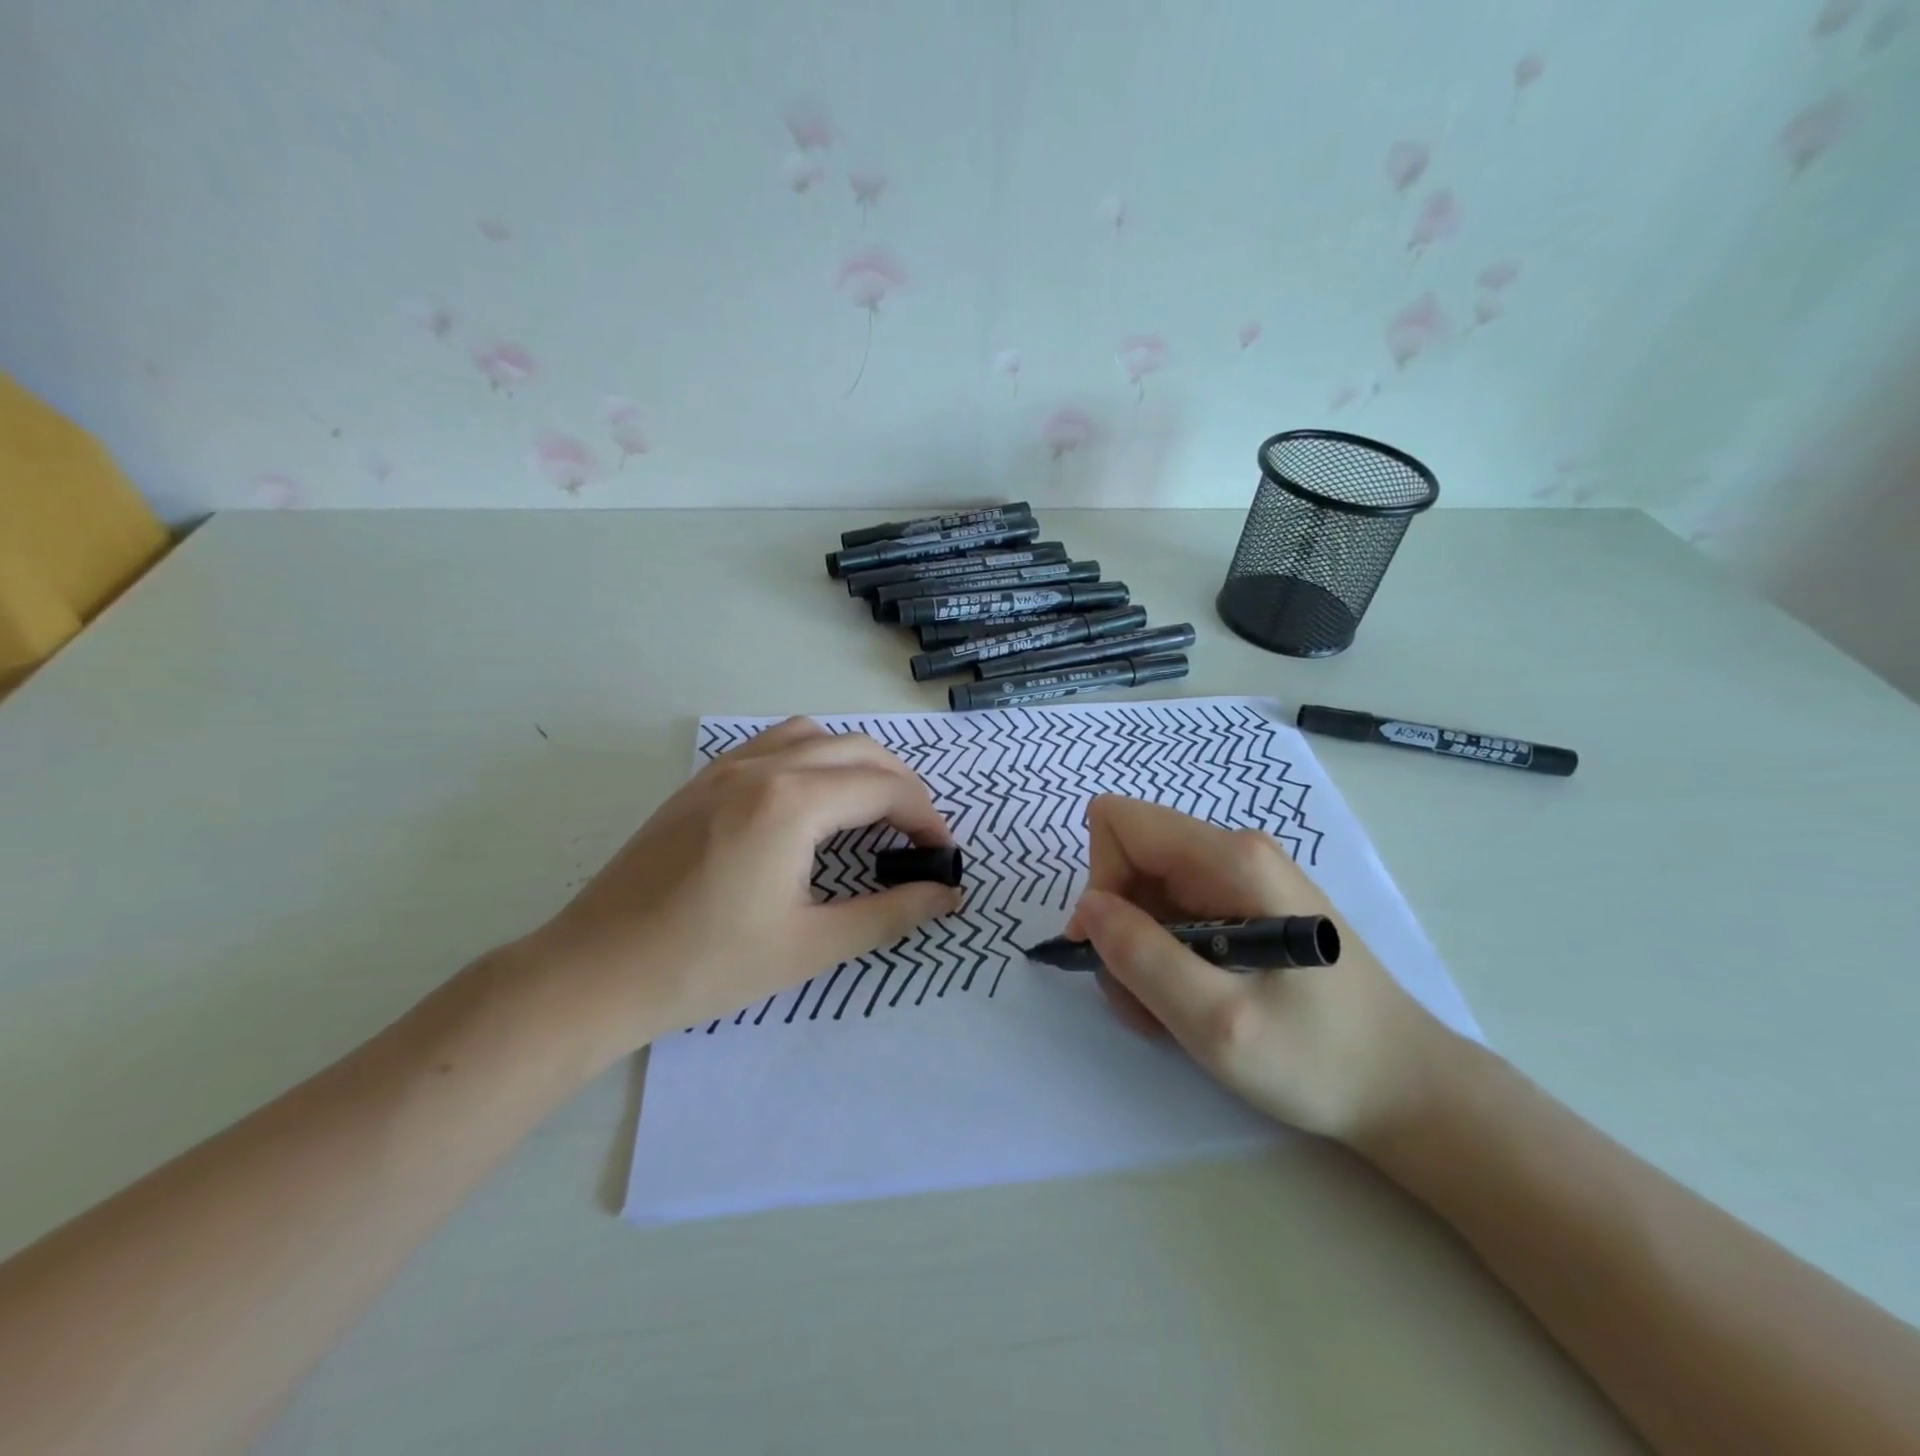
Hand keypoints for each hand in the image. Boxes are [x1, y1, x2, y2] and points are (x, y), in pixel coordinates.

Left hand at [524, 718, 961, 1055]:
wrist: (593, 973)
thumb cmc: (706, 965)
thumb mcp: (811, 945)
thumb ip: (889, 913)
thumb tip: (946, 894)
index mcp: (792, 803)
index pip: (884, 788)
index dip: (925, 818)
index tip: (941, 856)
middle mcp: (762, 767)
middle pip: (856, 750)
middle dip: (900, 784)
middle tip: (917, 833)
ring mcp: (724, 768)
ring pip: (812, 735)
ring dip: (855, 762)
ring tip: (870, 809)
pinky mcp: (700, 782)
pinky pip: (772, 745)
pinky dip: (811, 758)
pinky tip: (809, 804)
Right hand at [1067, 796, 1458, 1144]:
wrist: (1405, 1088)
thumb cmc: (1319, 1059)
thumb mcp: (1218, 1022)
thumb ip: (1143, 958)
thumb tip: (1089, 908)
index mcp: (1231, 860)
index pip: (1121, 824)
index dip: (1100, 882)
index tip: (1109, 948)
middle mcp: (1233, 852)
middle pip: (1130, 858)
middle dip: (1119, 927)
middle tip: (1143, 998)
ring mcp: (1241, 877)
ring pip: (1145, 892)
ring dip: (1138, 952)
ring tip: (1169, 1012)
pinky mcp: (1244, 905)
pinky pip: (1172, 914)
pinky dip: (1162, 958)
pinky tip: (1189, 1003)